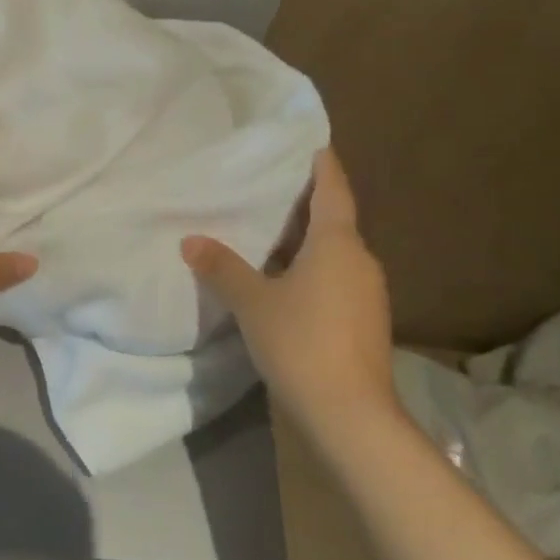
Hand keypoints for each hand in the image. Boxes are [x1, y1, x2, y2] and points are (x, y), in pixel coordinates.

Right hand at [182, 147, 398, 437]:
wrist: (351, 416)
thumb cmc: (301, 342)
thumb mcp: (253, 302)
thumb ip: (222, 267)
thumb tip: (190, 240)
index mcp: (338, 243)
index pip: (333, 189)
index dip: (323, 165)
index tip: (314, 144)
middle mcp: (361, 260)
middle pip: (335, 221)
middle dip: (306, 206)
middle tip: (271, 190)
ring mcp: (369, 294)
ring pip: (336, 254)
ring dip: (308, 242)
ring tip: (271, 235)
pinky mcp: (367, 322)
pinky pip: (338, 279)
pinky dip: (315, 271)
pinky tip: (287, 283)